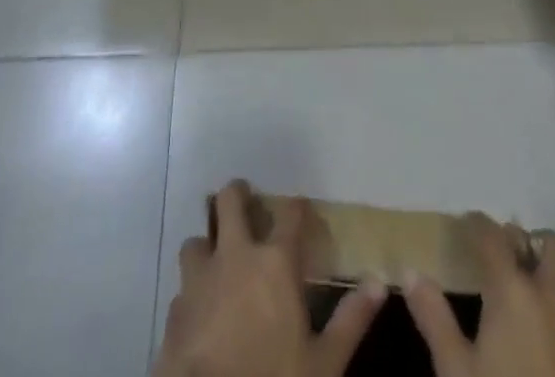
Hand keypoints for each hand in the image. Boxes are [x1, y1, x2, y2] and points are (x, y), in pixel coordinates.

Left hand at [154, 180, 384, 376]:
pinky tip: (200, 309)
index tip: (301, 209)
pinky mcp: (174, 309)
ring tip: (218, 258)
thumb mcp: (323, 363)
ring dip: (208, 245)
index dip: (297, 208)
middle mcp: (234, 256)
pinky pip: (182, 288)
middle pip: (229, 201)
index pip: (290, 214)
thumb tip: (380, 283)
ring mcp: (199, 279)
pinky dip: (192, 292)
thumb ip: (351, 320)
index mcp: (274, 262)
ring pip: (197, 240)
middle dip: (237, 195)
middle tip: (246, 202)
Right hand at [404, 215, 554, 376]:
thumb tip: (410, 271)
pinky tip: (548, 357)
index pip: (493, 235)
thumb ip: (434, 317)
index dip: (477, 223)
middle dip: (529, 243)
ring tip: (522, 313)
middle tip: (504, 259)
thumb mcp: (455, 371)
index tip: (464, 224)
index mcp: (513, 292)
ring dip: (547, 288)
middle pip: (551, 247)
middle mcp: (552, 300)